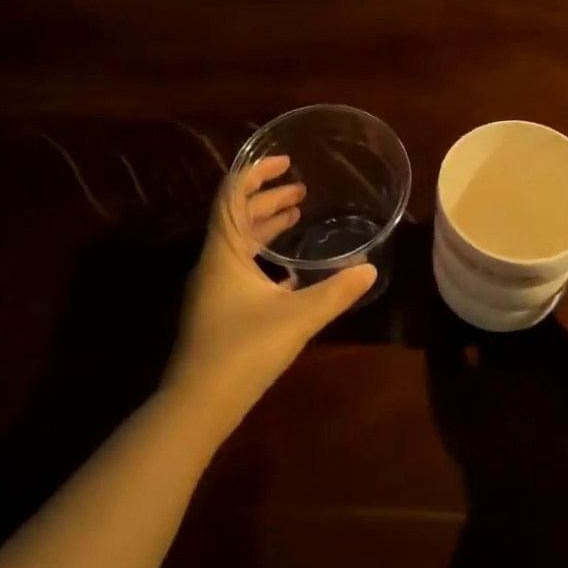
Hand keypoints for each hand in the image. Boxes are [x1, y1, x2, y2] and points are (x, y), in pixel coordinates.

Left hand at [165, 156, 376, 432]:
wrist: (197, 405)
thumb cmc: (243, 350)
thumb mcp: (297, 317)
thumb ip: (335, 291)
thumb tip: (370, 268)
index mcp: (224, 252)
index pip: (233, 195)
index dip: (256, 172)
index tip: (286, 162)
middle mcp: (213, 263)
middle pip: (237, 216)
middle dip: (268, 199)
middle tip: (301, 191)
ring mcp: (212, 288)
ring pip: (239, 243)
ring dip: (265, 226)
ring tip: (295, 217)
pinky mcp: (217, 311)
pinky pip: (240, 268)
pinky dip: (263, 258)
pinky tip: (288, 272)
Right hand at [426, 321, 567, 518]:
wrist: (526, 498)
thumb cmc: (481, 437)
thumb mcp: (447, 387)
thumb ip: (442, 341)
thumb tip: (438, 310)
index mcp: (527, 337)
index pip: (507, 302)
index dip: (486, 305)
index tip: (469, 312)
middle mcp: (563, 345)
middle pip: (532, 319)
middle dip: (508, 324)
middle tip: (484, 334)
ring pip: (551, 341)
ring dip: (529, 344)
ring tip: (503, 359)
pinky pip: (567, 363)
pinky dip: (548, 365)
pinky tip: (528, 381)